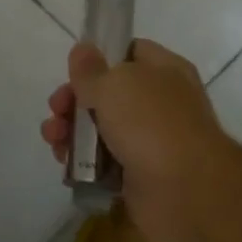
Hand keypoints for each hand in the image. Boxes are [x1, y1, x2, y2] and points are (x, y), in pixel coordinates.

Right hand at [40, 38, 232, 241]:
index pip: (129, 52)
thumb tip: (82, 49)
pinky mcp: (137, 176)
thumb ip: (91, 70)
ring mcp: (150, 141)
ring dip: (71, 132)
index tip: (73, 71)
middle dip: (74, 101)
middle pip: (107, 94)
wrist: (186, 192)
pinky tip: (65, 165)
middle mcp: (159, 103)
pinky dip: (82, 163)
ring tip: (54, 140)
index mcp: (164, 70)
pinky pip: (102, 164)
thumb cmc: (151, 125)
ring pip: (100, 130)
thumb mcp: (114, 85)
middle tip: (56, 110)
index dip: (99, 58)